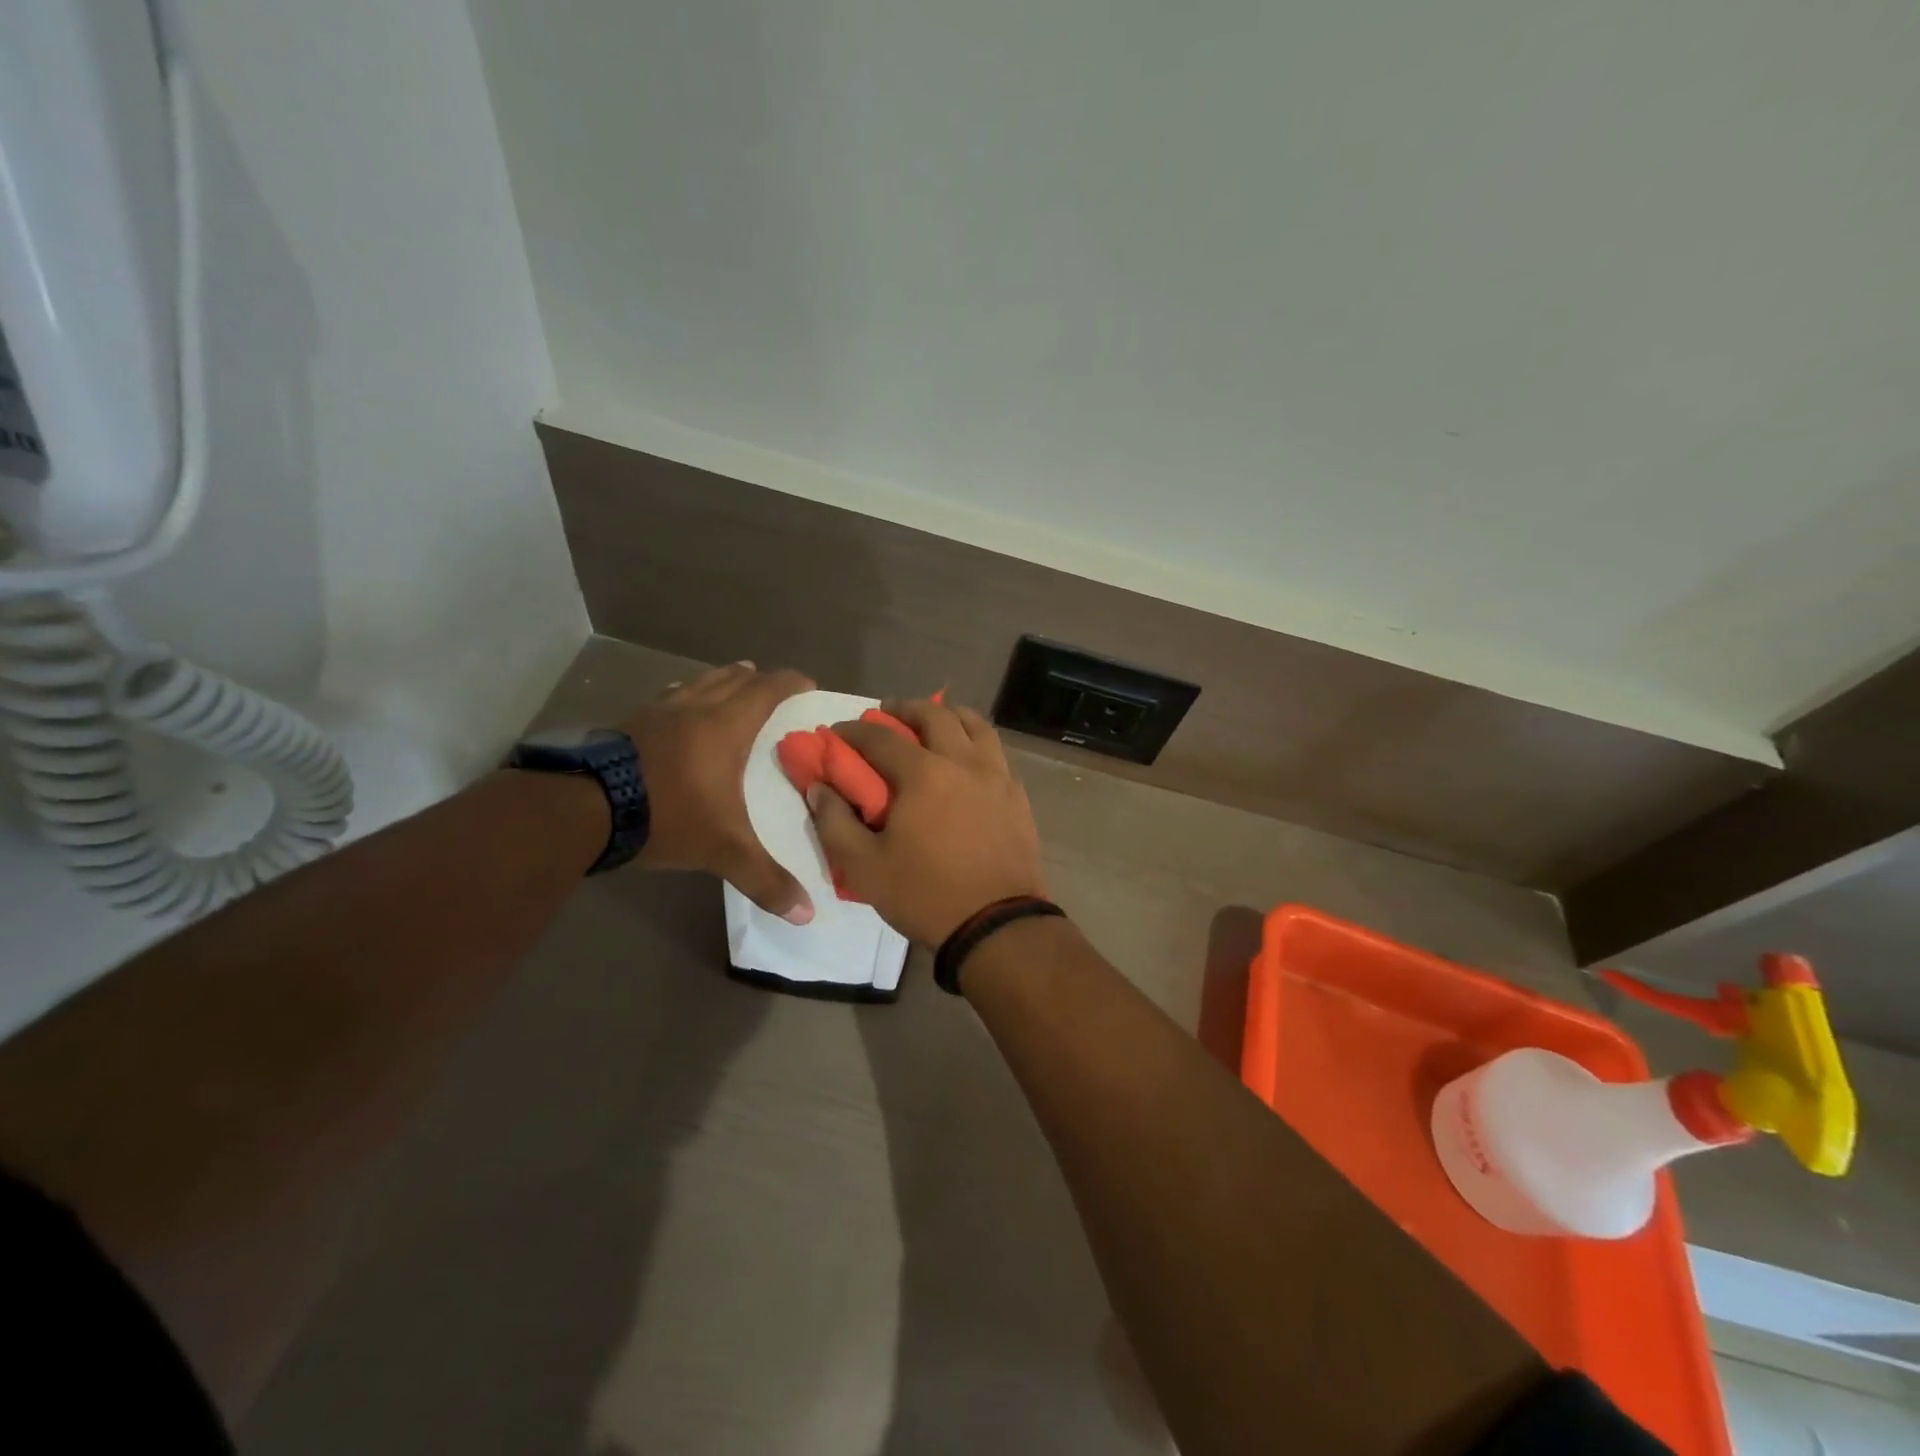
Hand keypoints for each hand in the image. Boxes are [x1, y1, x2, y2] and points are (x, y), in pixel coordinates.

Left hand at [623, 661, 815, 921]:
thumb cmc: (669, 816)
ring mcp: (658, 711)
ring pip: (698, 683)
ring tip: (732, 685)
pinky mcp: (629, 722)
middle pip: (733, 678)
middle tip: (772, 687)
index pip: (767, 691)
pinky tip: (678, 712)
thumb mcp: (723, 851)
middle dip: (757, 679)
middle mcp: (695, 708)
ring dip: (720, 681)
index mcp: (726, 726)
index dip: (790, 683)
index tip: (808, 683)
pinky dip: (685, 697)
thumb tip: (806, 913)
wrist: (586, 808)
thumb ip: (765, 879)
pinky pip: (668, 698)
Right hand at [809, 697, 1046, 944]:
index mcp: (923, 774)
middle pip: (935, 715)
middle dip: (905, 708)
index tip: (838, 733)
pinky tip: (967, 759)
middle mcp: (963, 762)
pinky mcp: (1017, 796)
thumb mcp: (864, 868)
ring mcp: (996, 776)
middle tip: (887, 714)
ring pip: (975, 725)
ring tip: (934, 722)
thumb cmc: (926, 895)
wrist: (997, 925)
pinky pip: (996, 752)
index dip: (854, 731)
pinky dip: (976, 742)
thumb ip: (834, 823)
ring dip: (949, 715)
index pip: (881, 737)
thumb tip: (819, 788)